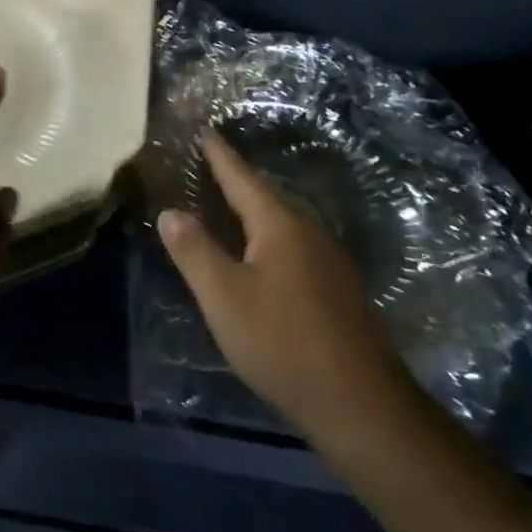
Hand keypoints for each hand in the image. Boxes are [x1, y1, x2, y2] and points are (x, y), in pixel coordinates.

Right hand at [158, 134, 408, 441]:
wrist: (360, 403)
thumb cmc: (283, 343)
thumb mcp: (224, 298)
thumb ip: (195, 251)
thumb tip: (170, 211)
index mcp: (280, 224)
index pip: (242, 177)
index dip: (219, 155)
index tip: (205, 129)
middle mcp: (309, 231)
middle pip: (266, 195)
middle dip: (237, 178)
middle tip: (210, 163)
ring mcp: (330, 259)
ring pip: (283, 221)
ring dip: (254, 208)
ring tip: (229, 203)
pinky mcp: (339, 288)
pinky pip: (295, 244)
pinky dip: (269, 237)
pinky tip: (262, 255)